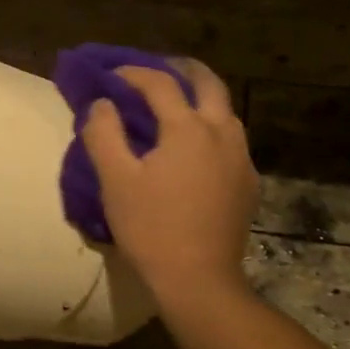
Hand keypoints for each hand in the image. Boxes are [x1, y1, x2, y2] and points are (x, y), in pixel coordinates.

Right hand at [80, 60, 258, 299]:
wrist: (198, 279)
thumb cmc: (151, 227)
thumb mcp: (115, 180)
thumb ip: (103, 134)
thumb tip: (101, 105)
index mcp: (188, 128)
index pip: (160, 84)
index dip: (133, 73)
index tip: (111, 75)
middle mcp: (223, 133)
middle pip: (208, 84)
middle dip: (182, 70)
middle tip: (158, 70)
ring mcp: (241, 158)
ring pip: (226, 111)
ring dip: (201, 98)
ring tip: (176, 105)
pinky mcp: (248, 182)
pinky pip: (231, 139)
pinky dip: (211, 127)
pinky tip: (195, 147)